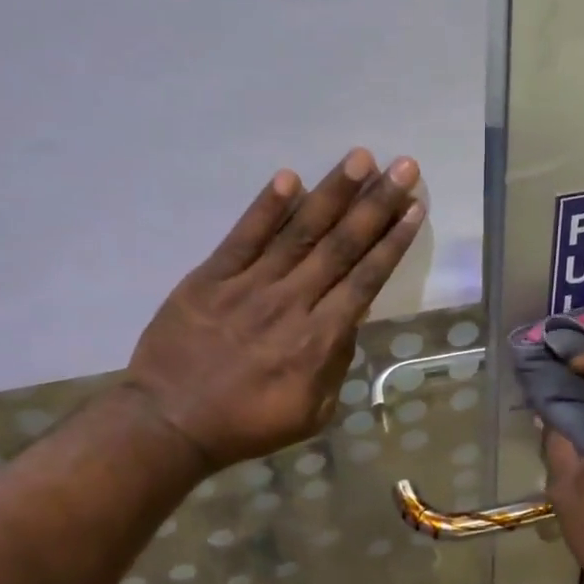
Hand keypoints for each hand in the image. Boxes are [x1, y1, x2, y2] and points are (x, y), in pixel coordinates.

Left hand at [123, 149, 423, 470]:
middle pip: (341, 247)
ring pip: (299, 233)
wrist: (170, 423)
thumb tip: (351, 317)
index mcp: (318, 341)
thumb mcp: (311, 413)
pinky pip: (243, 237)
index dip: (391, 242)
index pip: (364, 280)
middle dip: (376, 204)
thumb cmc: (247, 424)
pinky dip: (267, 207)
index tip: (414, 209)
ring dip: (333, 193)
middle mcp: (291, 304)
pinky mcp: (210, 278)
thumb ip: (335, 364)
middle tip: (403, 167)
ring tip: (361, 158)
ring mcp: (249, 286)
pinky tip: (290, 177)